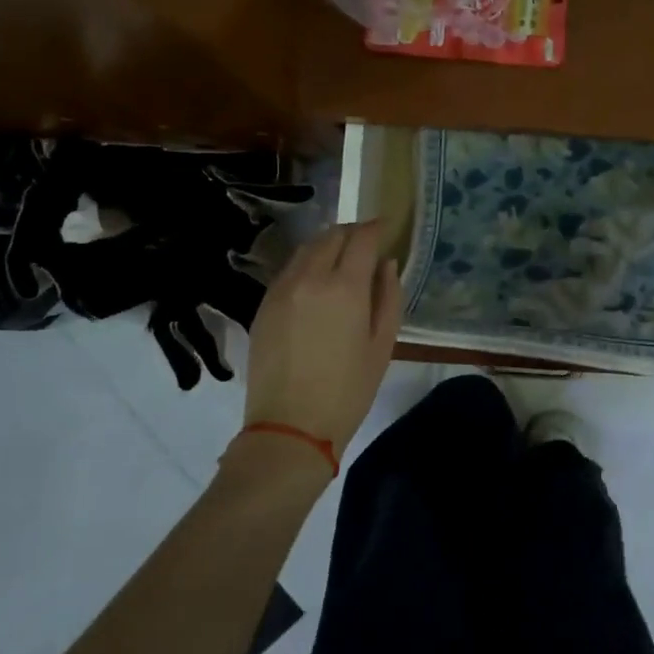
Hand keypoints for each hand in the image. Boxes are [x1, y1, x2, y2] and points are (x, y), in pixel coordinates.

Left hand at [241, 220, 402, 460]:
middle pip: (331, 236)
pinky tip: (316, 282)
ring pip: (306, 249)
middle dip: (352, 232)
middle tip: (366, 242)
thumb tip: (387, 264)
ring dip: (327, 244)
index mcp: (345, 287)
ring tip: (341, 258)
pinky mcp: (264, 305)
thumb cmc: (348, 390)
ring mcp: (281, 290)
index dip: (376, 228)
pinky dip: (307, 264)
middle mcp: (310, 278)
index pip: (362, 239)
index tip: (386, 227)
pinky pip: (288, 270)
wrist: (289, 427)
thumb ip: (389, 297)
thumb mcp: (382, 345)